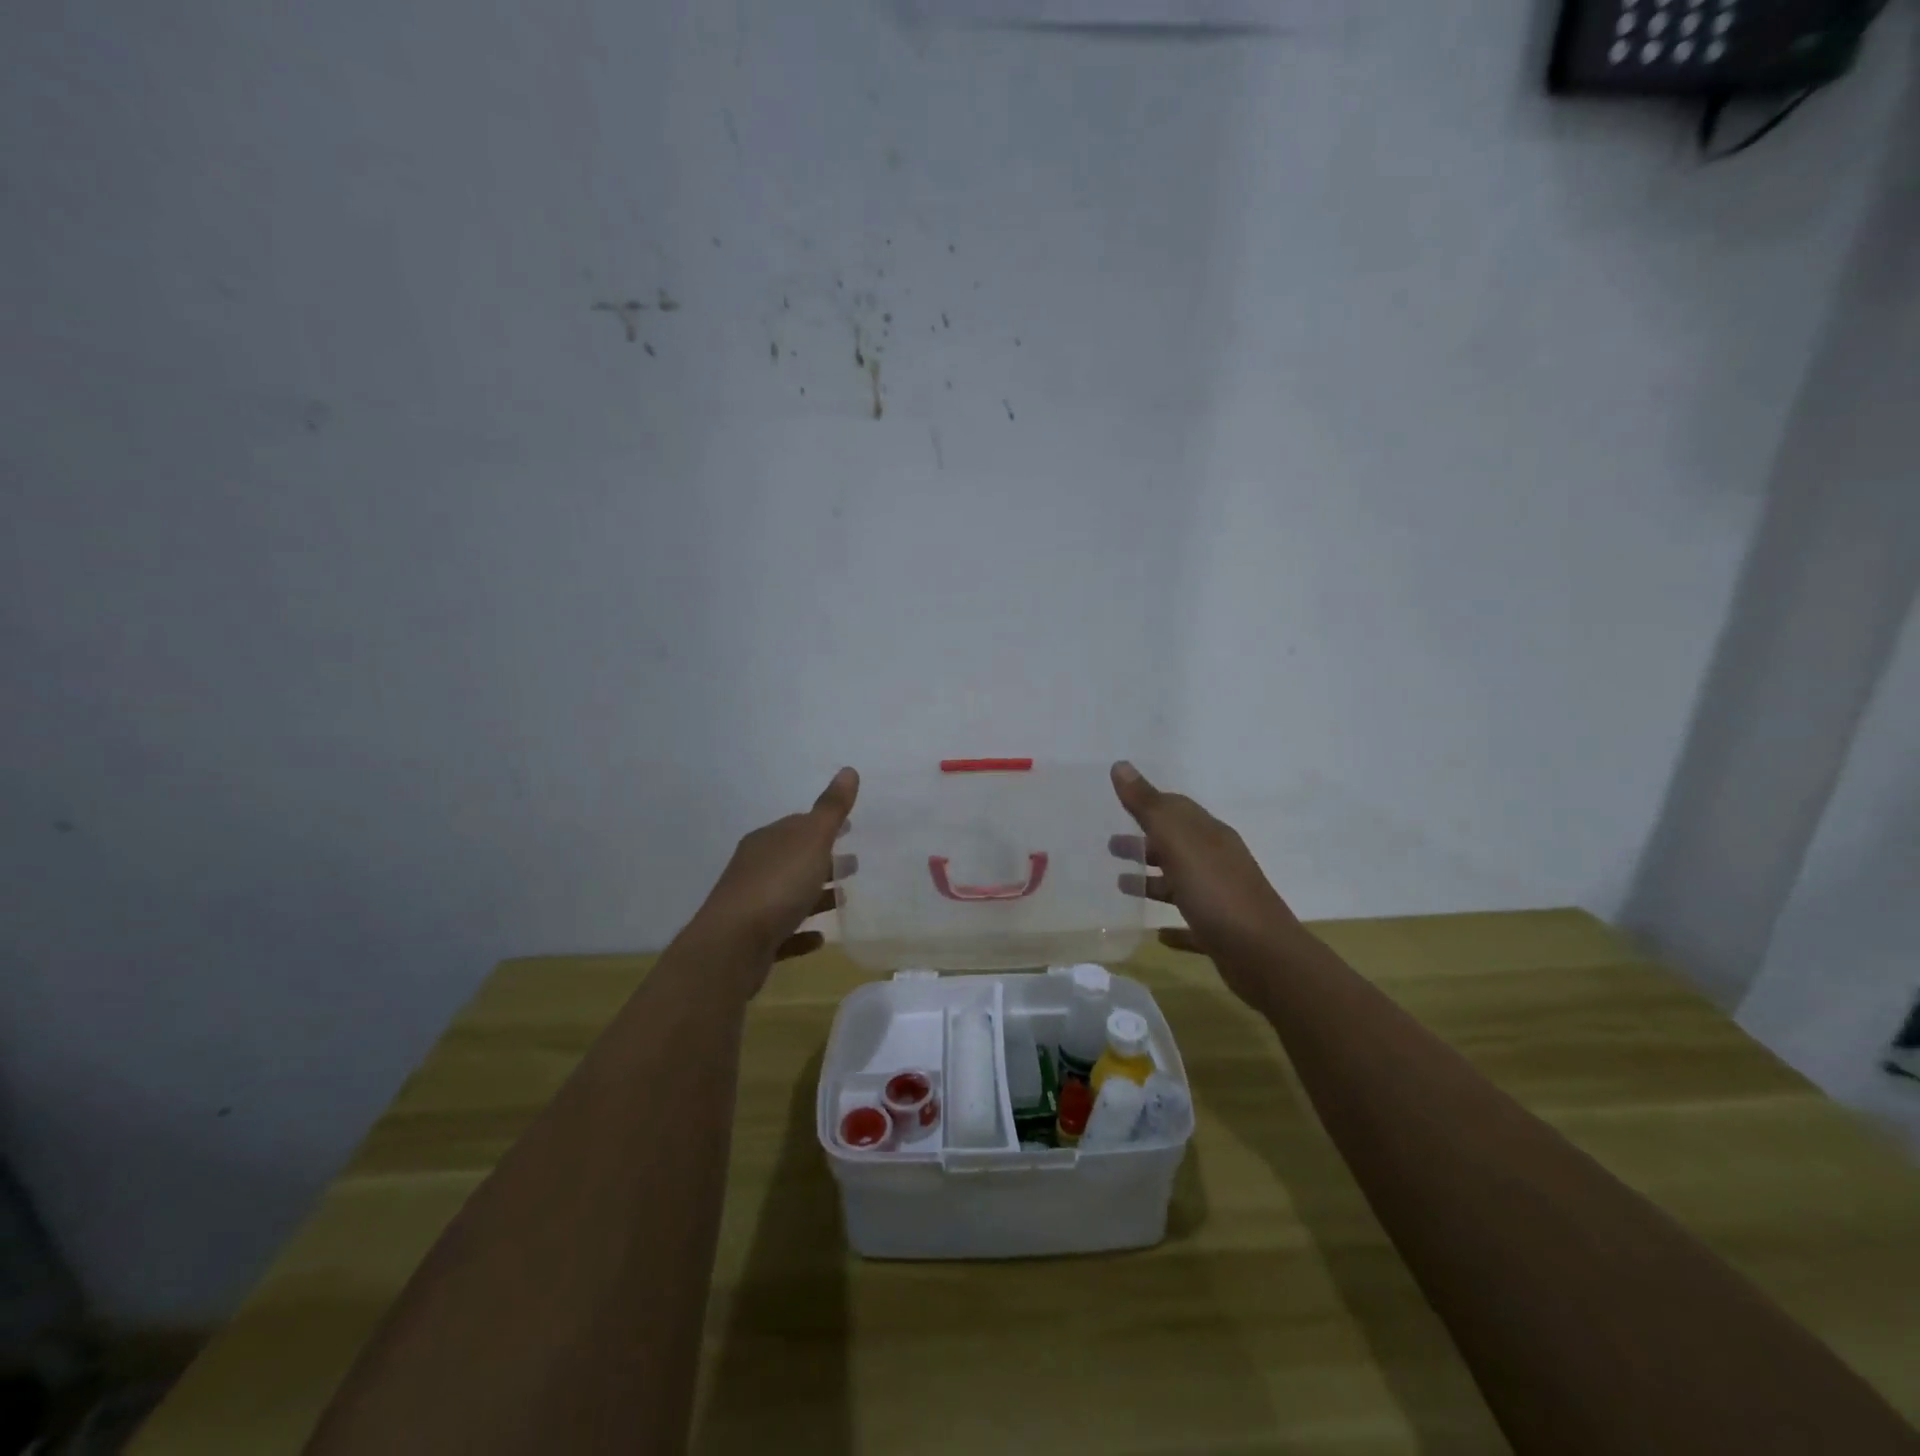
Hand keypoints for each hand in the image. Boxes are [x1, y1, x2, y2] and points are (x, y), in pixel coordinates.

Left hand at [688, 767, 858, 987]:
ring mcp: (752, 905)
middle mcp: (755, 867)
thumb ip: (831, 808)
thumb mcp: (811, 840)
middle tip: (854, 865)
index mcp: (767, 840)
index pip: (798, 825)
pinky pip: (784, 931)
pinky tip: (819, 938)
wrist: (732, 945)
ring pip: (789, 895)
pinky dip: (802, 931)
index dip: (824, 826)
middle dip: (823, 860)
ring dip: (815, 895)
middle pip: (795, 859)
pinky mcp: (753, 940)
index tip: (849, 830)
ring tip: (844, 899)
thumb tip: (848, 770)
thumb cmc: (777, 885)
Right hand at [1109, 761, 1301, 1010]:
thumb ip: (1148, 807)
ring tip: (1120, 884)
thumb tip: (1121, 765)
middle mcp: (1217, 861)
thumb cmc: (1216, 892)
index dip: (1148, 804)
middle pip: (1176, 845)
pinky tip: (1158, 934)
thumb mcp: (1178, 842)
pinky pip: (1192, 924)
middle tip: (1109, 847)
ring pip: (1181, 882)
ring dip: (1152, 880)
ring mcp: (1221, 898)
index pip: (1177, 809)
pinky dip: (1174, 926)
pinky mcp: (1221, 934)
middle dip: (1143, 842)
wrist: (1264, 956)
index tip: (1117, 806)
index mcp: (1209, 836)